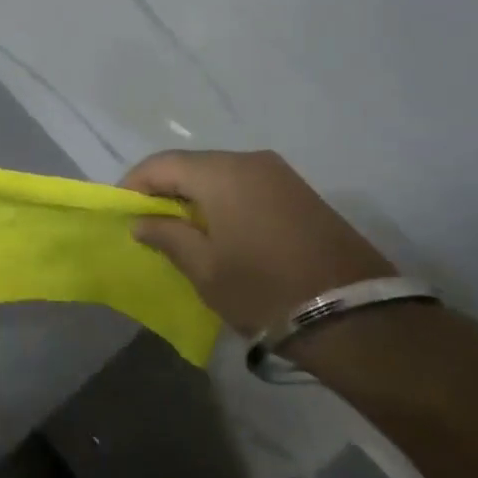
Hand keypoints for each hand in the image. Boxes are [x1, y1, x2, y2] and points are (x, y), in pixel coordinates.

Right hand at [122, 150, 396, 336]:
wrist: (356, 317)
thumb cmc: (265, 288)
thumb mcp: (205, 269)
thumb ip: (167, 237)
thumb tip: (142, 221)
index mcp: (220, 172)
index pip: (161, 164)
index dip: (134, 184)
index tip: (121, 210)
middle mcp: (249, 160)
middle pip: (192, 165)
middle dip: (166, 190)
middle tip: (149, 222)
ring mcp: (280, 174)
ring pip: (221, 175)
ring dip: (197, 196)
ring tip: (183, 230)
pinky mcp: (301, 193)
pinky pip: (248, 186)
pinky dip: (226, 202)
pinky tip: (222, 231)